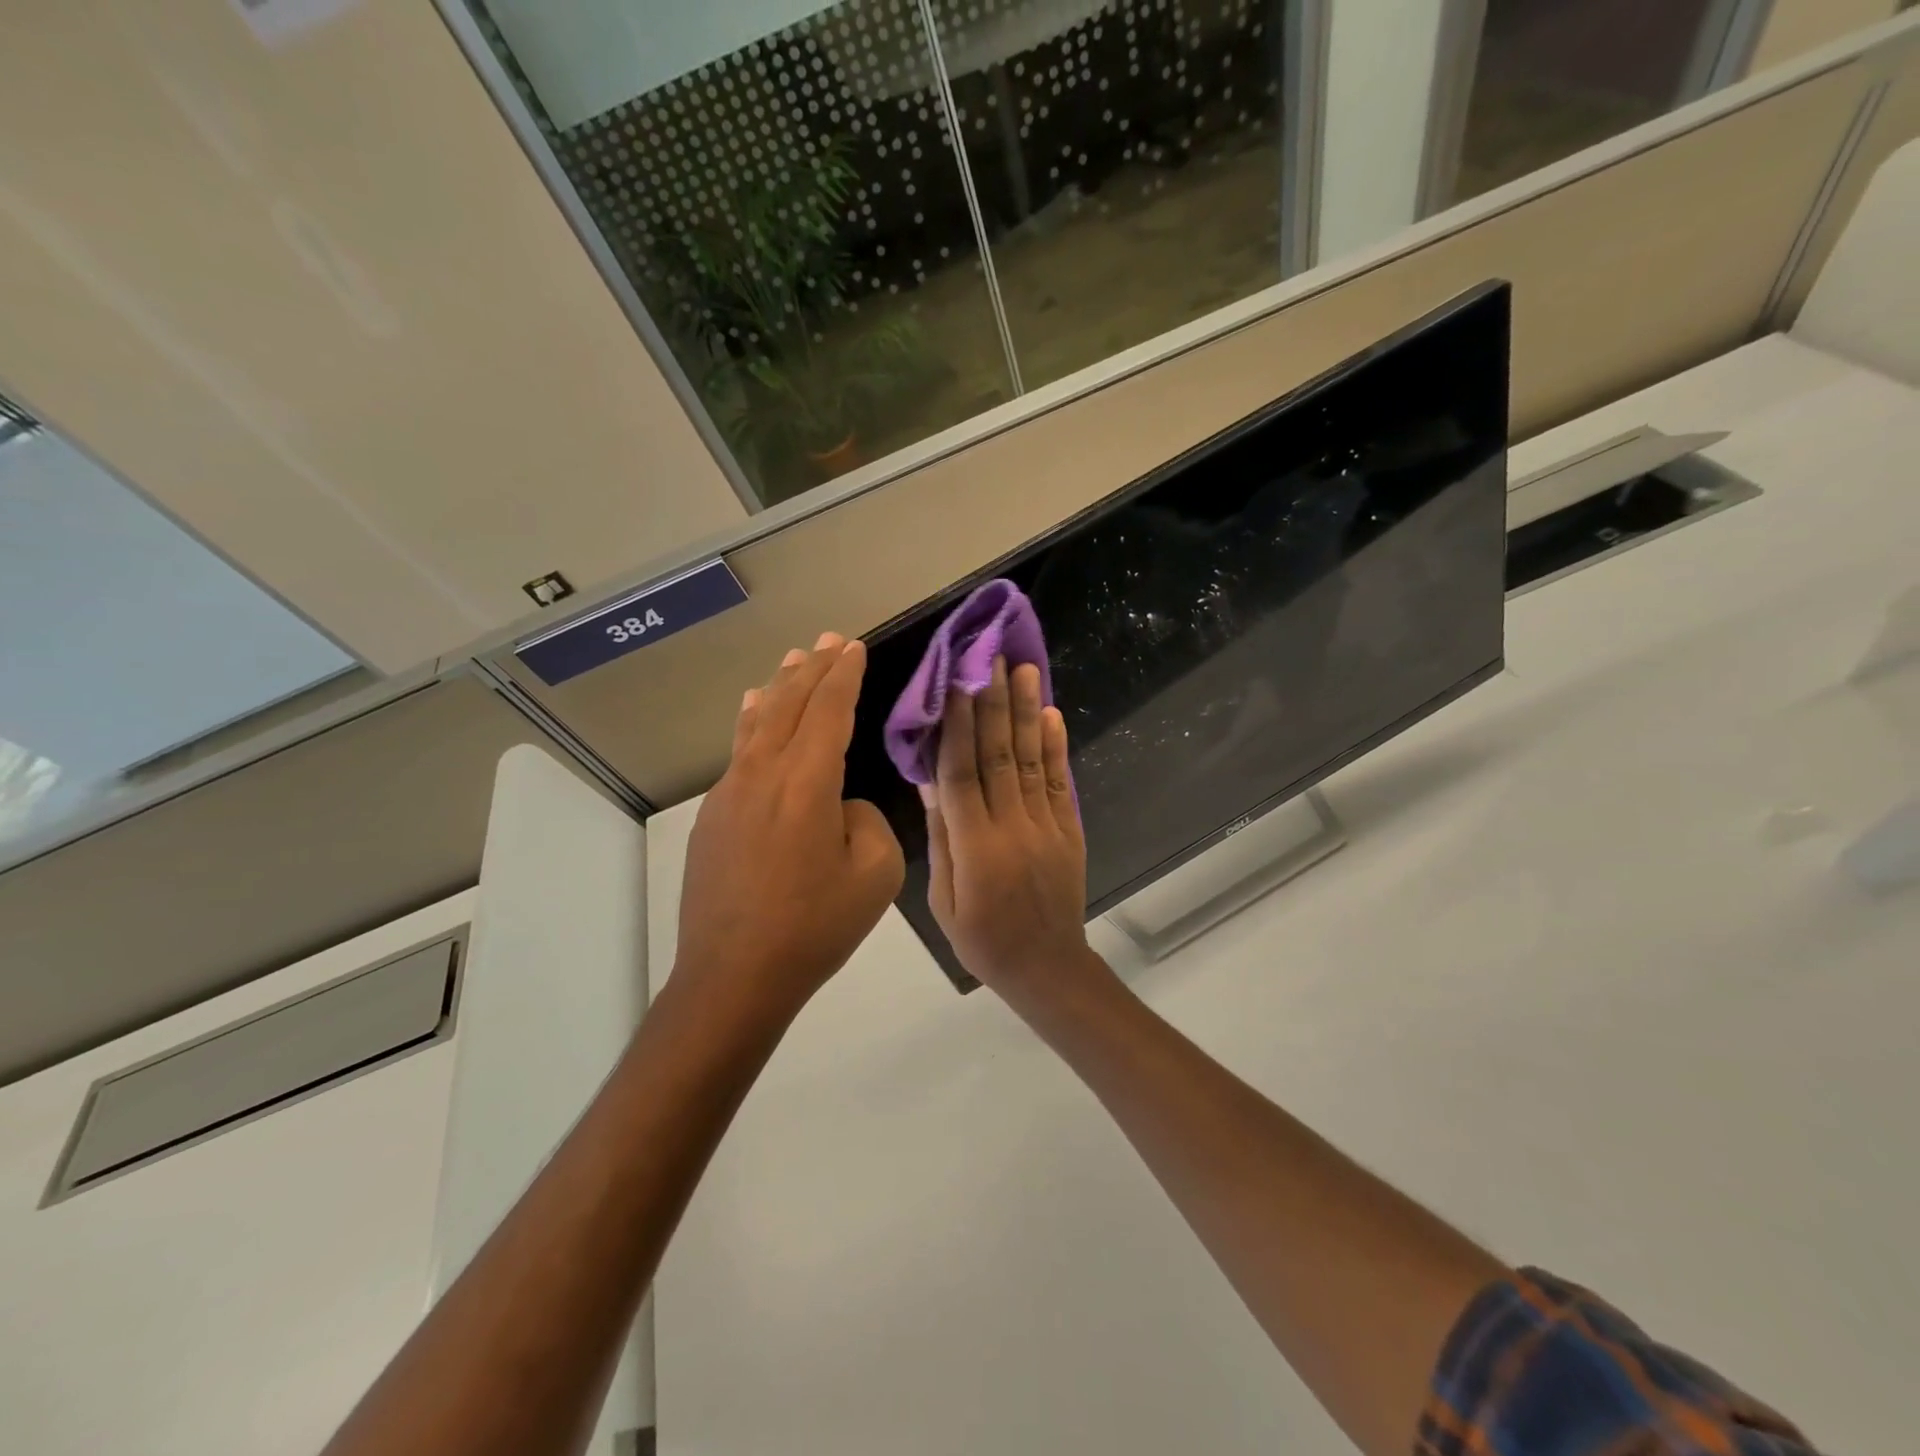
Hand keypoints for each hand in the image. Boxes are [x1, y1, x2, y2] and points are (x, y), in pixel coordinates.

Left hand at [677, 633, 905, 1020]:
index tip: (854, 647)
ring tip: (792, 660)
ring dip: (779, 688)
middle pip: (788, 706)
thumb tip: (840, 806)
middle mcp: (762, 775)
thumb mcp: (875, 875)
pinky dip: (753, 722)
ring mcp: (729, 794)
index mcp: (806, 784)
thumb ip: (866, 822)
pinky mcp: (711, 817)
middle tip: (829, 640)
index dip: (844, 676)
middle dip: (812, 669)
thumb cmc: (814, 927)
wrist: (733, 976)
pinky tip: (754, 712)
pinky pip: (738, 752)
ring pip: (757, 723)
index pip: (828, 711)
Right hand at [923, 658, 1115, 1014]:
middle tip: (992, 658)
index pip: (961, 774)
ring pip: (1032, 760)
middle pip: (999, 755)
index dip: (956, 726)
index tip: (954, 684)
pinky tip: (1052, 716)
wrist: (1046, 967)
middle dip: (993, 703)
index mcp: (975, 846)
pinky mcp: (1069, 830)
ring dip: (1027, 712)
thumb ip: (942, 835)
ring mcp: (1046, 826)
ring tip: (1025, 671)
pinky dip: (1056, 748)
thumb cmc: (982, 939)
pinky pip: (1060, 783)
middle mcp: (1012, 827)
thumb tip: (929, 780)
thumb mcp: (944, 897)